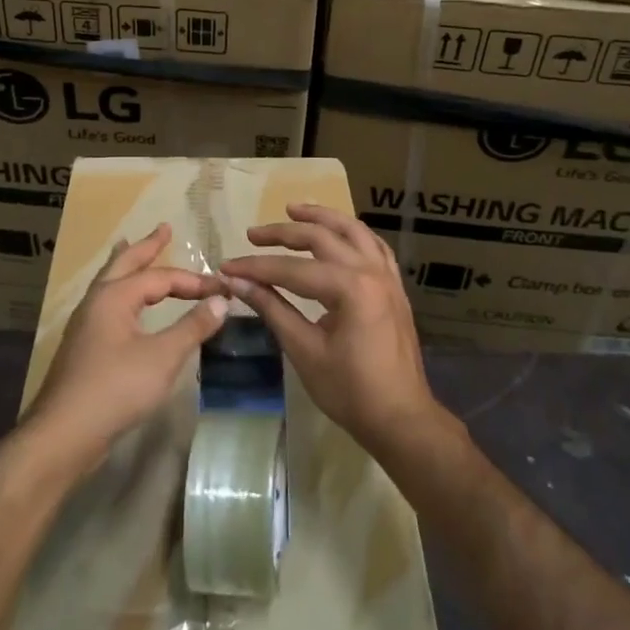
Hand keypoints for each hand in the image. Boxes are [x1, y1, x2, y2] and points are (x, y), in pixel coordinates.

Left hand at [29, 224, 228, 468]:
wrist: (63, 434)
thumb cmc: (115, 389)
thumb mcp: (163, 357)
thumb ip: (193, 327)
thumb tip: (221, 300)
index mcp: (114, 296)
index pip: (161, 277)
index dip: (194, 281)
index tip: (222, 287)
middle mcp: (96, 301)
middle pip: (124, 263)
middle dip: (146, 246)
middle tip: (164, 228)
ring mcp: (86, 324)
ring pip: (110, 282)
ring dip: (127, 265)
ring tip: (131, 248)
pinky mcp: (83, 346)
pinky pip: (107, 303)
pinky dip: (120, 290)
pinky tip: (125, 305)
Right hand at [221, 204, 440, 455]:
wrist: (401, 419)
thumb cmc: (350, 391)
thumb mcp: (305, 351)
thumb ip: (272, 310)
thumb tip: (237, 284)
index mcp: (350, 288)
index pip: (291, 269)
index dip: (256, 268)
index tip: (228, 267)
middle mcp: (370, 271)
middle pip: (321, 238)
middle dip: (283, 233)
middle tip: (253, 234)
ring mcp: (387, 276)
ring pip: (352, 230)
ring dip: (321, 218)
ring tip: (293, 210)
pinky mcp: (394, 286)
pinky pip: (374, 245)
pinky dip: (352, 233)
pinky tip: (338, 232)